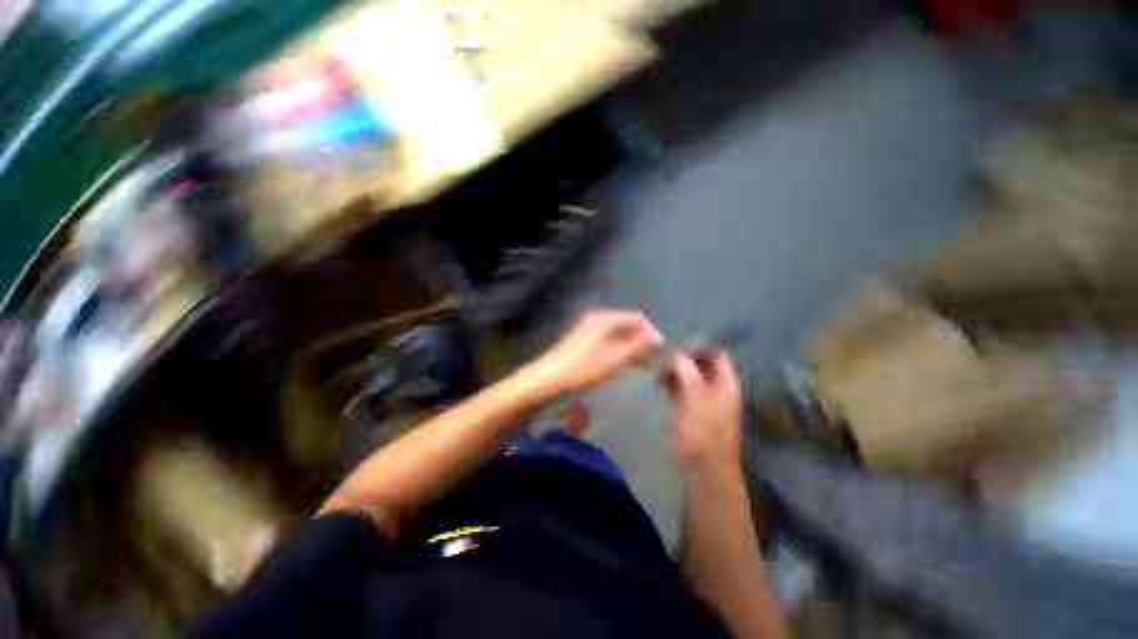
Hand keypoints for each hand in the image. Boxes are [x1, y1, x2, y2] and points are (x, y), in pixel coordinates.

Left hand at [524, 310, 662, 397]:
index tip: (661, 350)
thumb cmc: (582, 368)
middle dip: (642, 339)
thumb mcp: (613, 358)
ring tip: (642, 363)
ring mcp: (588, 329)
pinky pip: (608, 340)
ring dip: (631, 345)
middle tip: (653, 358)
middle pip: (627, 324)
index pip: (636, 318)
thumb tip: (657, 338)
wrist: (547, 379)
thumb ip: (636, 346)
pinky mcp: (583, 341)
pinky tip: (623, 362)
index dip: (651, 331)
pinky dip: (619, 348)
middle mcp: (597, 319)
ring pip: (618, 333)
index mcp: (604, 318)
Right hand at [664, 349, 742, 471]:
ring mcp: (705, 398)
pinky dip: (672, 383)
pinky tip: (659, 384)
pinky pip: (683, 388)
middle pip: (701, 363)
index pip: (715, 352)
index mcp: (726, 382)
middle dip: (681, 358)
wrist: (704, 469)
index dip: (696, 346)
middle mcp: (718, 387)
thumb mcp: (694, 396)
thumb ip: (686, 370)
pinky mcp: (693, 409)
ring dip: (674, 370)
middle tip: (661, 358)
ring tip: (657, 371)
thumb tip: (675, 352)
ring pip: (690, 375)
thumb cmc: (702, 431)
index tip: (674, 346)